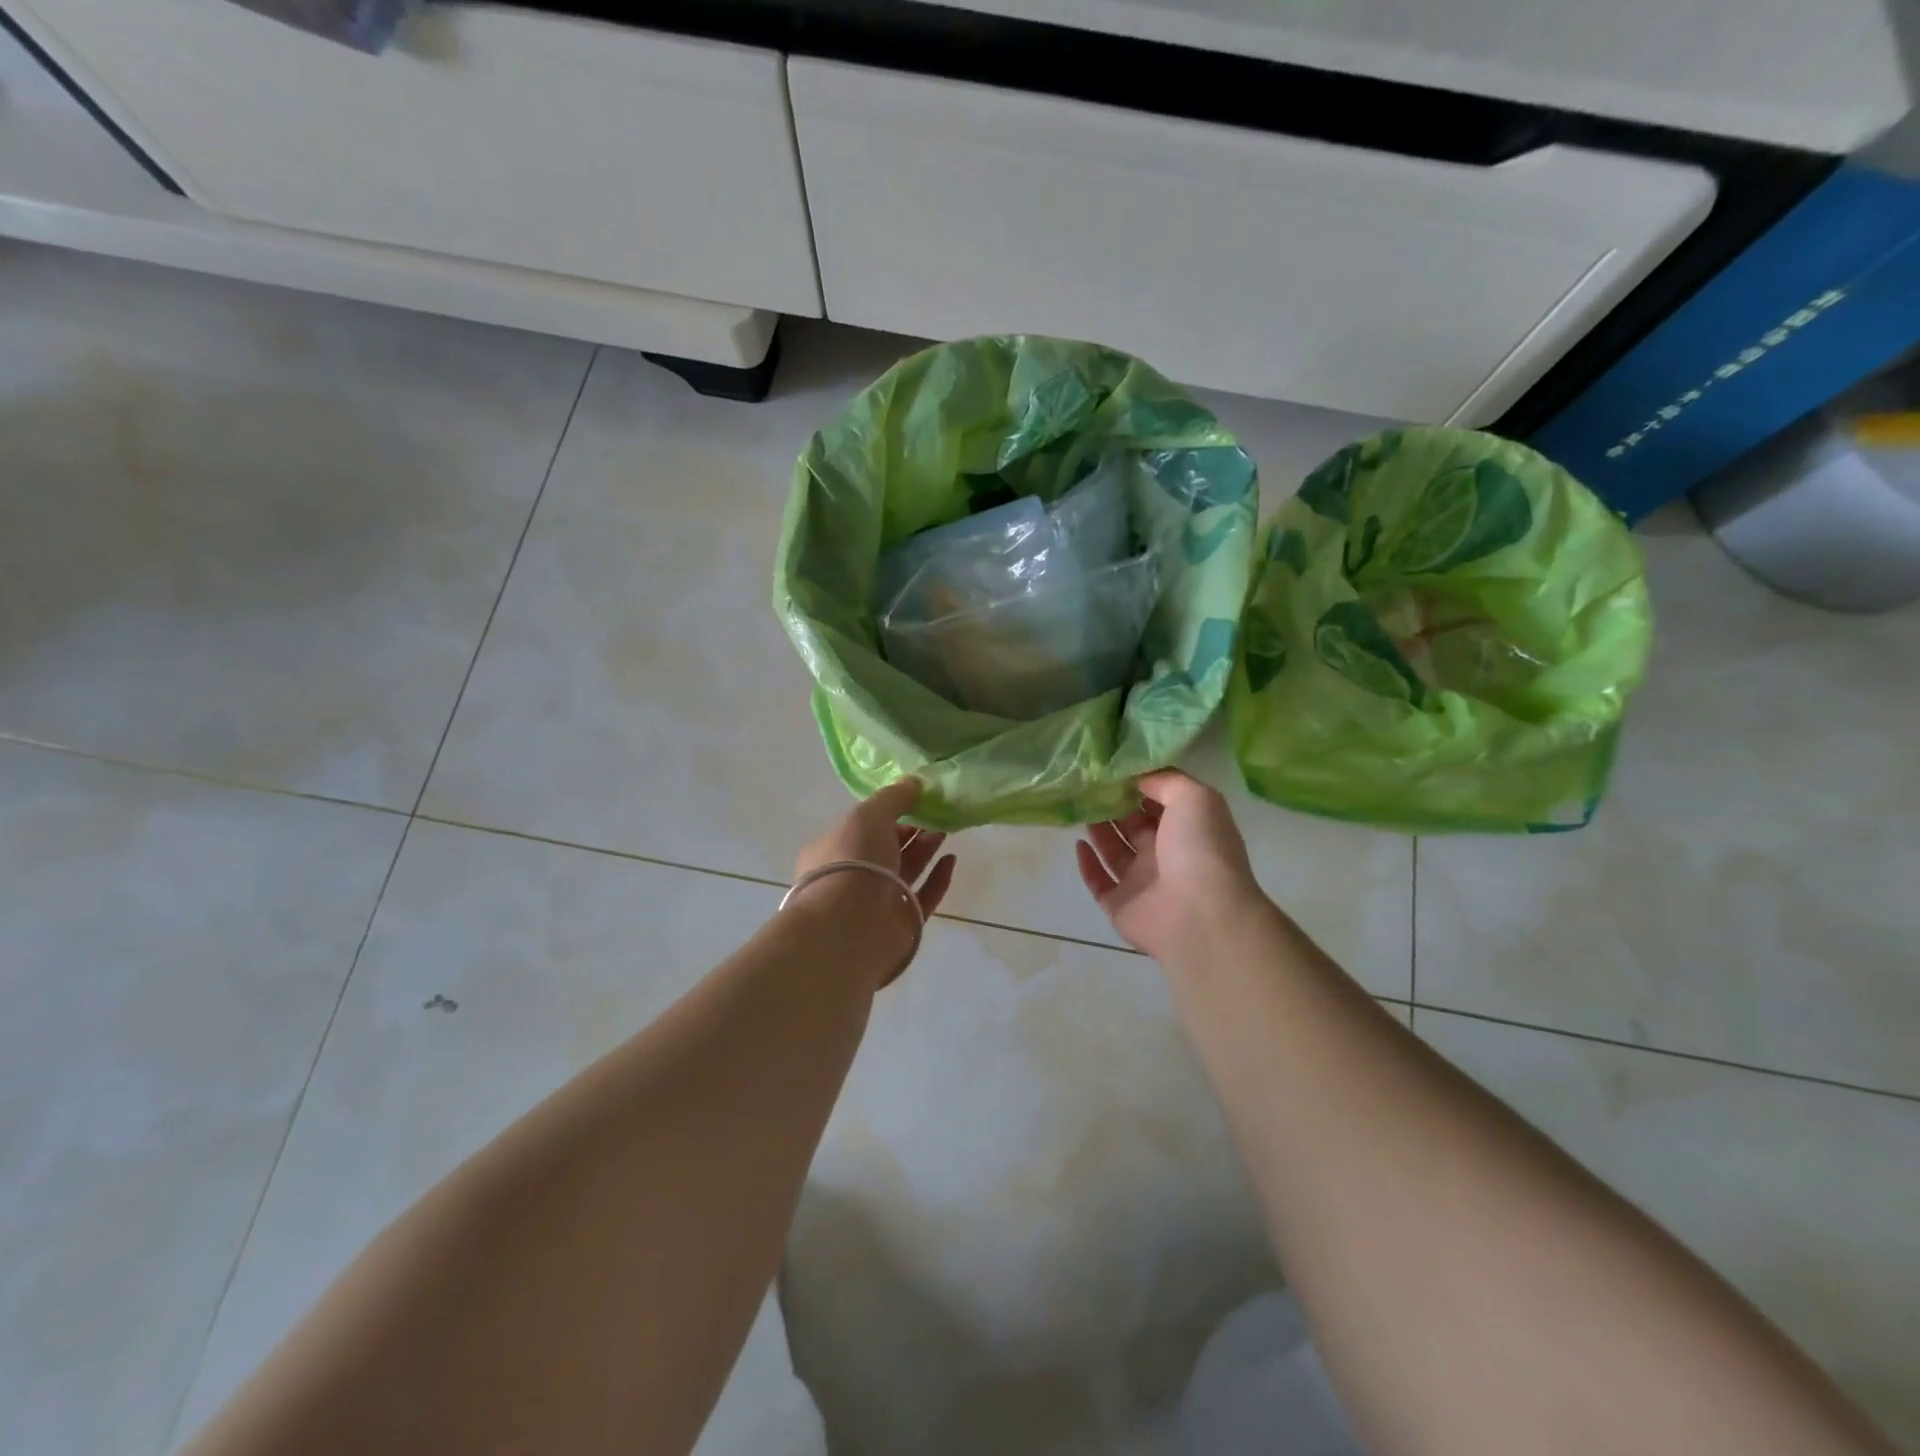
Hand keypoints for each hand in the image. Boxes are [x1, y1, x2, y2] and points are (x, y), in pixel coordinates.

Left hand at [793, 780, 957, 983]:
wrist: (851, 925)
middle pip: (887, 849)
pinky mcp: (902, 923)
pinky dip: (938, 878)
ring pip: (906, 871)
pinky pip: (924, 897)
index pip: (862, 828)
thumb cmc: (852, 861)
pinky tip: (951, 859)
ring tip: (946, 830)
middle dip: (911, 831)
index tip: (913, 802)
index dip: (888, 815)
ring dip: (925, 849)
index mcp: (833, 851)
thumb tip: (914, 782)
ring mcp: (877, 903)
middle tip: (936, 815)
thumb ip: (893, 797)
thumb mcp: (868, 815)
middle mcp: (853, 877)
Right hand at [1075, 769, 1264, 963]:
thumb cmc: (1200, 848)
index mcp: (1186, 830)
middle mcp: (1165, 855)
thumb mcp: (1193, 797)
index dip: (1139, 787)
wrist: (1199, 913)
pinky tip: (1078, 844)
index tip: (1113, 770)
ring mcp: (1142, 883)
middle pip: (1134, 827)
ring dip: (1099, 831)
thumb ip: (1165, 781)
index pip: (1159, 804)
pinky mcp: (1120, 906)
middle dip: (1114, 807)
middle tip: (1089, 786)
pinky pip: (1099, 882)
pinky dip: (1087, 864)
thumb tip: (1136, 778)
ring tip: (1080, 808)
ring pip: (1115, 852)